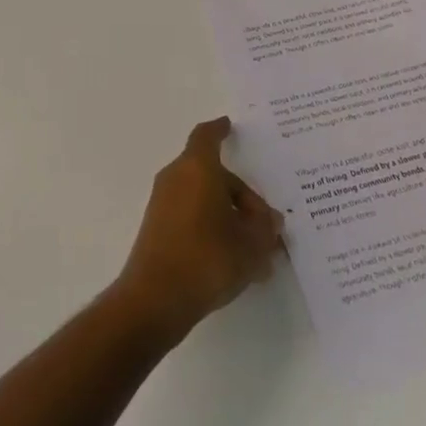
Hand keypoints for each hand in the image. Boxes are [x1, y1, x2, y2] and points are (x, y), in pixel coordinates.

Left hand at [112, 118, 282, 343]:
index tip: (229, 126)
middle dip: (241, 195)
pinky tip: (234, 264)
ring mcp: (163, 203)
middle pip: (213, 174)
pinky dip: (212, 229)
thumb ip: (265, 228)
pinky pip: (191, 216)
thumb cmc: (207, 257)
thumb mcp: (251, 245)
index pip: (207, 136)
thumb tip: (270, 220)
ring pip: (203, 198)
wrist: (155, 298)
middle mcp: (176, 177)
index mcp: (198, 167)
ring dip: (229, 217)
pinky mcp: (157, 228)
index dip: (220, 130)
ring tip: (257, 252)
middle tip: (266, 224)